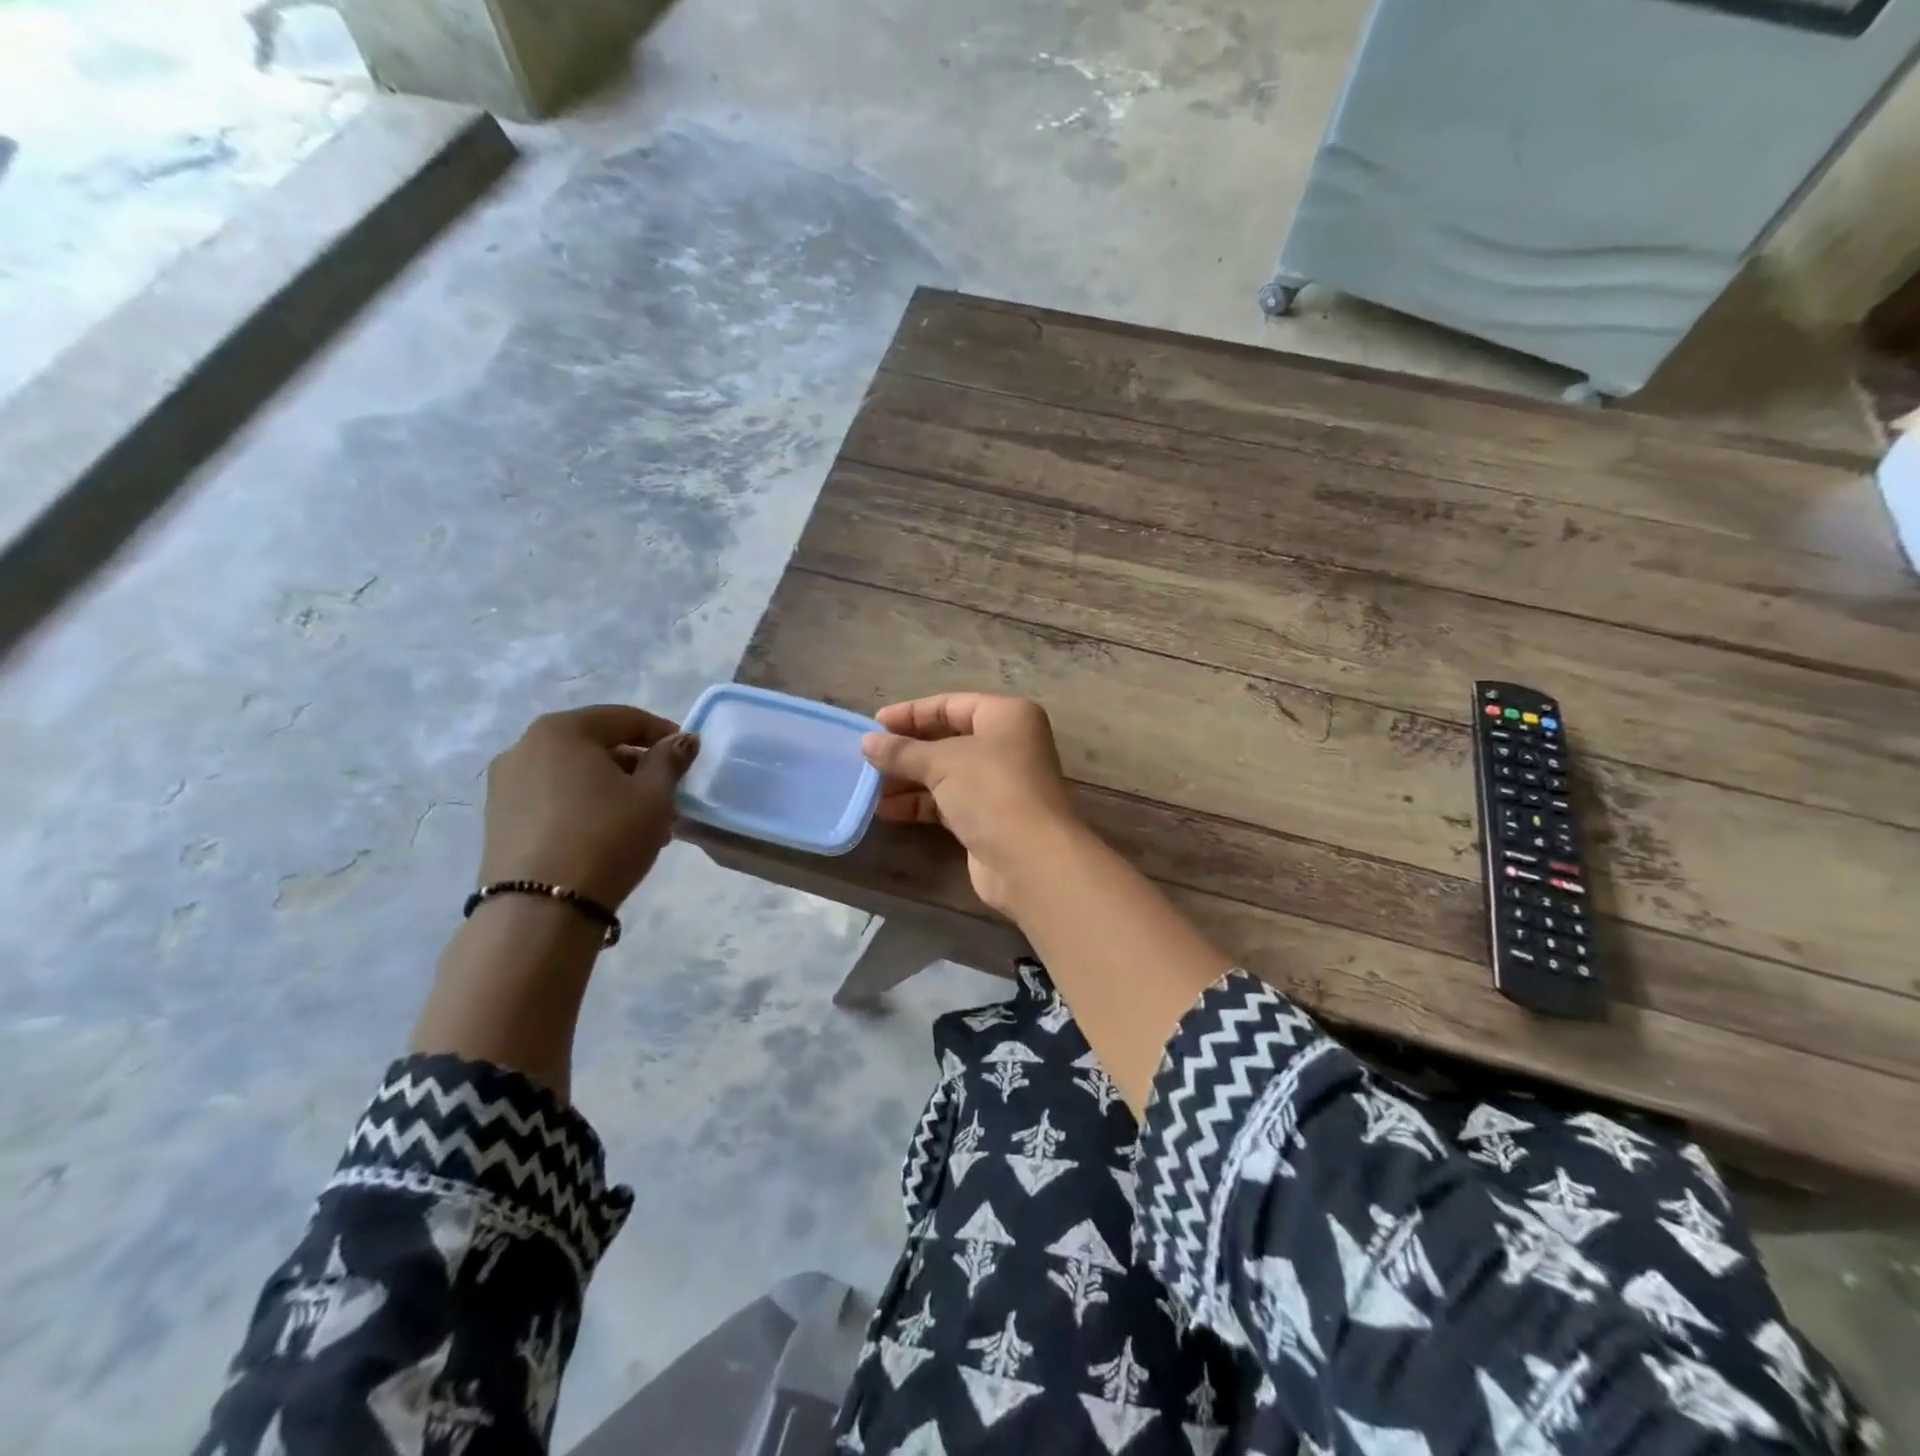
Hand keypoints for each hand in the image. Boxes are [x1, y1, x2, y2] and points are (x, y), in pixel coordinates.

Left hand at [478, 704, 698, 908]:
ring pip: (574, 775)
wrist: (540, 909)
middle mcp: (524, 747)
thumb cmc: (606, 837)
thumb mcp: (654, 796)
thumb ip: (669, 760)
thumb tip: (681, 740)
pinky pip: (553, 799)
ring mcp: (505, 785)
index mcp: (561, 730)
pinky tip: (608, 835)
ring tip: (642, 822)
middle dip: (636, 766)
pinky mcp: (498, 820)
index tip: (687, 754)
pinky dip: (584, 806)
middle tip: (667, 794)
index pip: (623, 718)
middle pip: (595, 745)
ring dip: (612, 789)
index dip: (661, 733)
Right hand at [861, 693, 1081, 912]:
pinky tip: (887, 811)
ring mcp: (1000, 784)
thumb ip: (902, 751)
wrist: (1031, 861)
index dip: (911, 713)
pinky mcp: (990, 818)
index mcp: (1007, 716)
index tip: (874, 725)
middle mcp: (1008, 745)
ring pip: (947, 774)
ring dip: (909, 779)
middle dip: (908, 750)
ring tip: (869, 787)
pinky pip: (948, 802)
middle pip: (948, 739)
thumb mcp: (942, 763)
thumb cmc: (991, 791)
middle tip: (868, 757)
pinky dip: (920, 804)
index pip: (951, 704)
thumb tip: (867, 743)